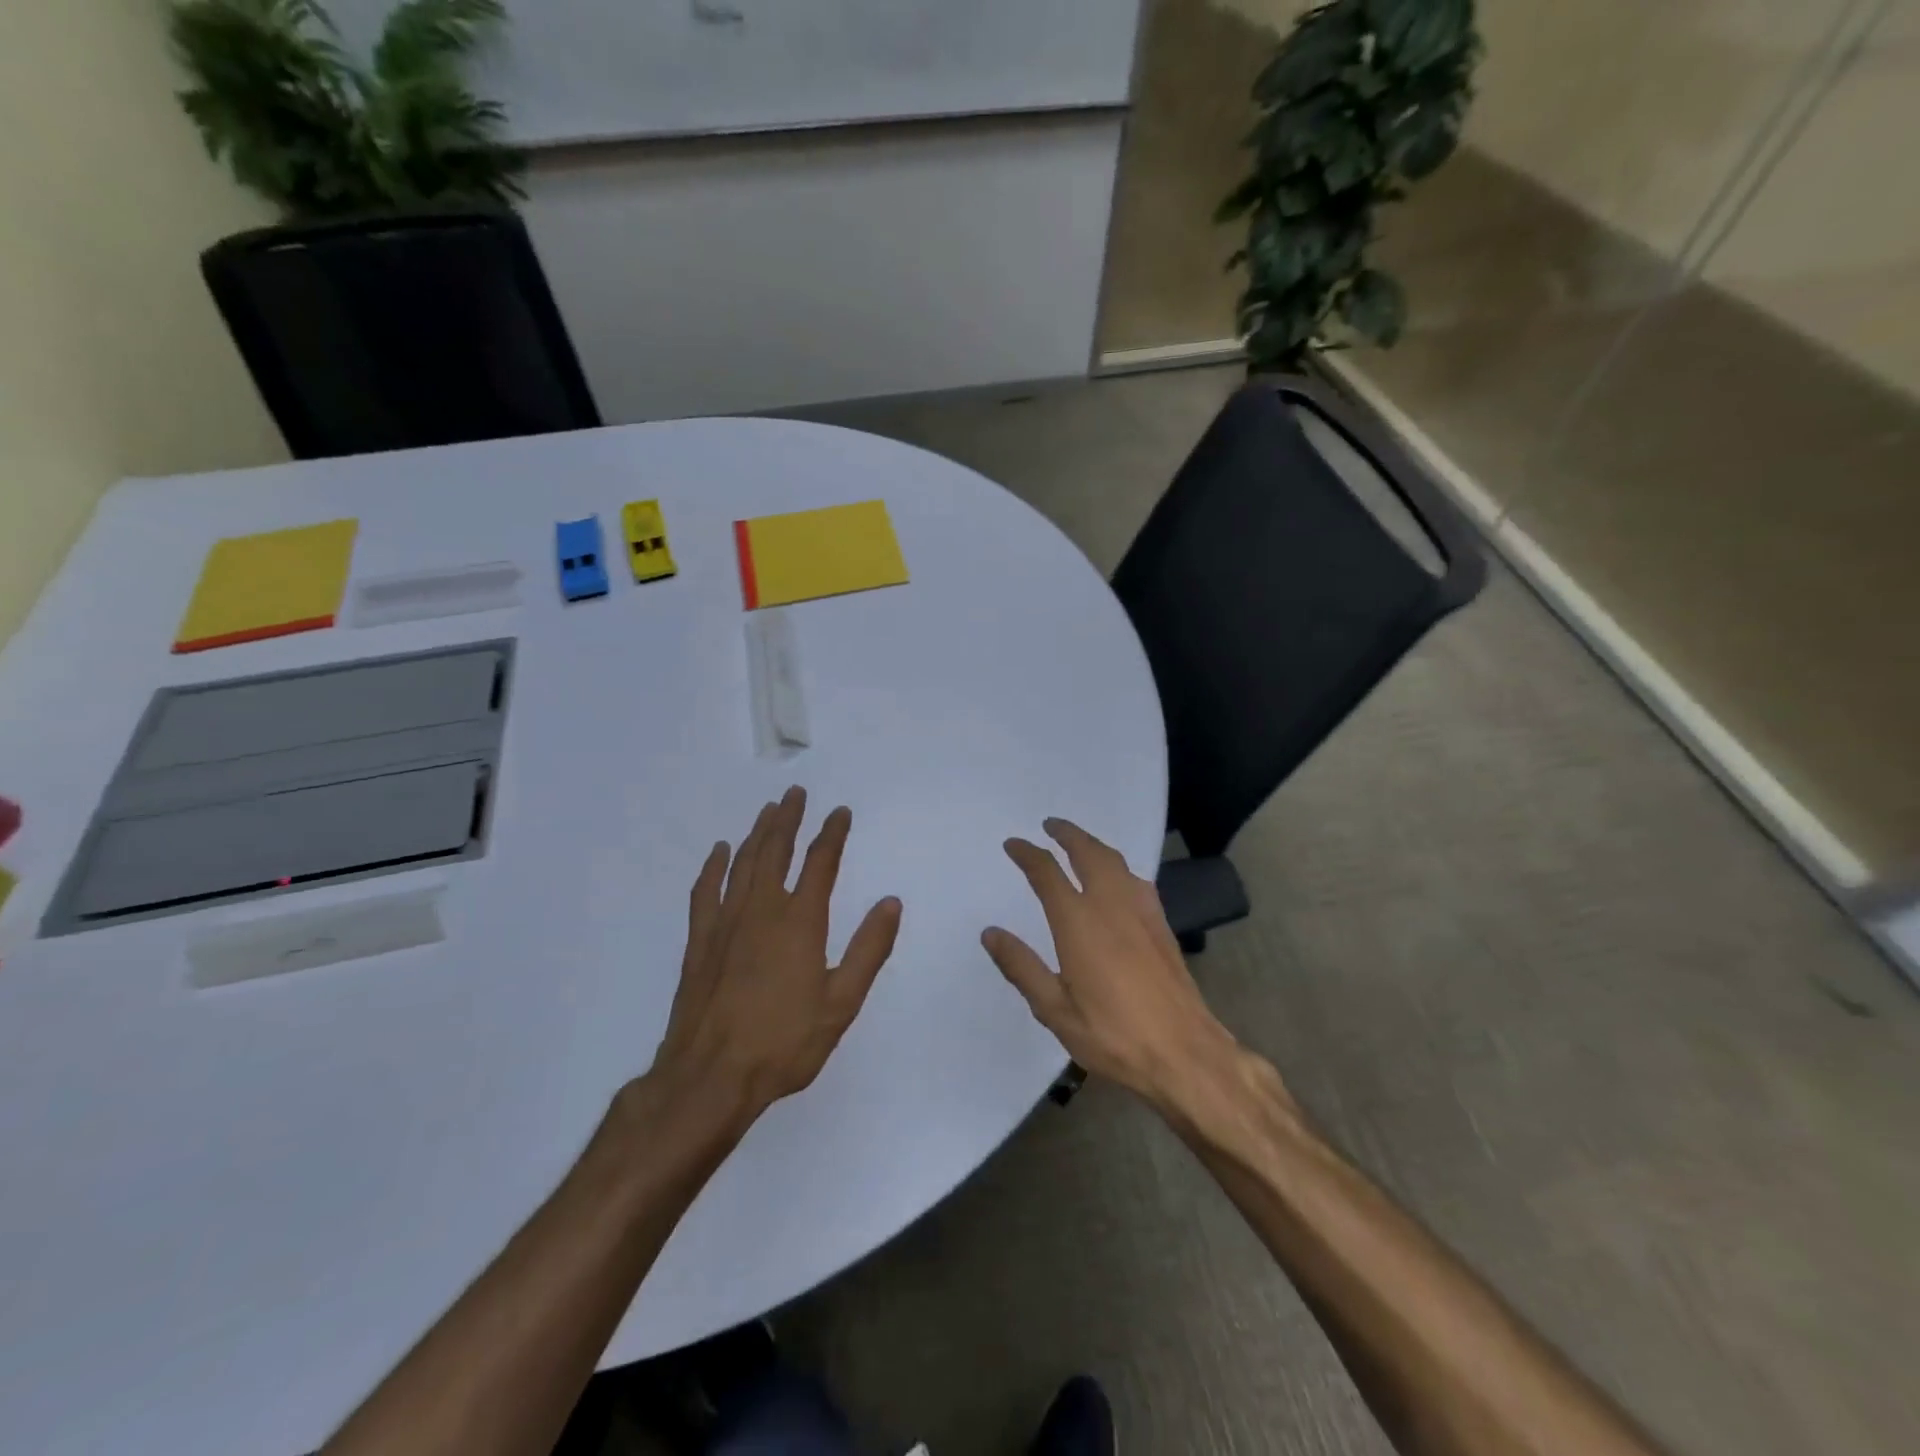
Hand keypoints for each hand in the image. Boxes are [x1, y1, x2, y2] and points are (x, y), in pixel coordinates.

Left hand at [643, 786, 902, 1128]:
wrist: (710, 1076)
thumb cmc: (784, 1043)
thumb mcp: (841, 1002)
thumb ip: (869, 949)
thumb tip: (891, 902)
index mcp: (800, 922)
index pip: (820, 863)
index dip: (832, 834)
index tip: (840, 812)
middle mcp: (762, 910)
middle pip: (776, 851)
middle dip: (789, 819)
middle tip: (796, 793)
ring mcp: (726, 923)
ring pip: (743, 864)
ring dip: (757, 833)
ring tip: (768, 811)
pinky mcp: (700, 942)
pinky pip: (706, 891)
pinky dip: (713, 867)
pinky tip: (719, 852)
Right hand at [983, 818, 1240, 1111]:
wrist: (1184, 1053)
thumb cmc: (1112, 1035)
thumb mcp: (1054, 1009)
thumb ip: (1021, 967)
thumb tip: (991, 933)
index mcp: (1079, 922)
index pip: (1047, 873)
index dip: (1027, 854)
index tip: (1012, 844)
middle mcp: (1111, 905)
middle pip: (1088, 852)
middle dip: (1067, 834)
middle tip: (1050, 825)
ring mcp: (1141, 912)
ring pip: (1116, 861)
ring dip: (1093, 845)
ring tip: (1079, 844)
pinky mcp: (1162, 925)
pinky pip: (1136, 880)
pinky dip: (1118, 867)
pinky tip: (1118, 880)